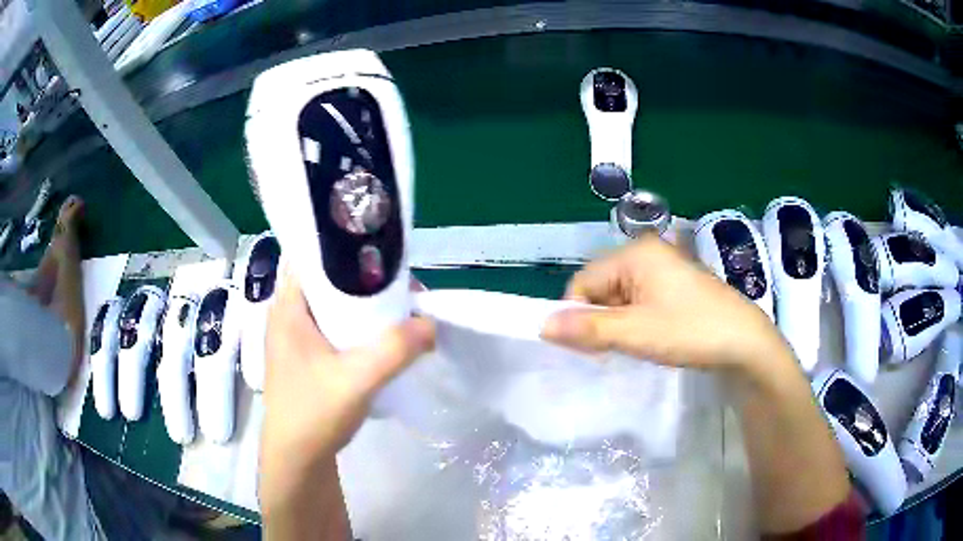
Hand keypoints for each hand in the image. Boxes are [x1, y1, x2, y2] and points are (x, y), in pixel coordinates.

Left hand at [259, 269, 434, 515]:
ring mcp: (296, 335)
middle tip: (401, 282)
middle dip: (364, 275)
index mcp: (287, 306)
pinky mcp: (307, 354)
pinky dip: (358, 321)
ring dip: (363, 301)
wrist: (297, 459)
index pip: (311, 253)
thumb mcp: (356, 380)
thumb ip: (395, 349)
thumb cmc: (313, 414)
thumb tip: (432, 322)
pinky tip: (381, 333)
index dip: (345, 244)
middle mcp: (288, 313)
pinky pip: (334, 323)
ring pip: (332, 301)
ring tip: (398, 304)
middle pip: (326, 276)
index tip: (382, 248)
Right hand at [542, 234, 791, 376]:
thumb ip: (587, 329)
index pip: (583, 282)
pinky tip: (649, 339)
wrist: (745, 344)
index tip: (588, 348)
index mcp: (635, 254)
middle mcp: (647, 253)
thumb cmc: (690, 331)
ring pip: (620, 297)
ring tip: (634, 346)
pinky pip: (639, 301)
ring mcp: (664, 269)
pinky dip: (634, 322)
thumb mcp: (635, 333)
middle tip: (612, 350)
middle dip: (598, 320)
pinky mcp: (675, 287)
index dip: (577, 315)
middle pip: (601, 288)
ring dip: (617, 323)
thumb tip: (542, 326)